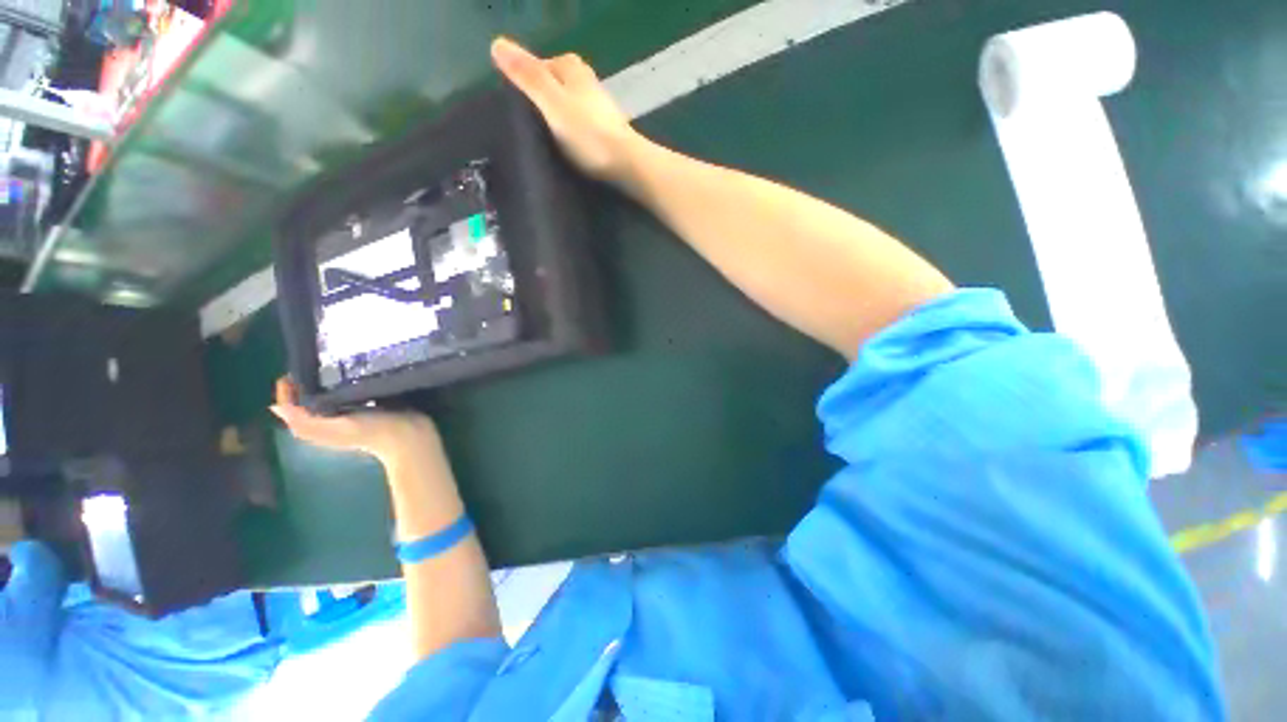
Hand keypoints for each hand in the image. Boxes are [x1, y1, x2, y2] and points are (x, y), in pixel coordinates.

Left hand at [269, 378, 441, 466]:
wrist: (409, 436)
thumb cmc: (371, 432)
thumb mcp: (334, 428)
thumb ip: (305, 421)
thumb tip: (276, 407)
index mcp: (319, 426)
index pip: (293, 408)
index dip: (287, 393)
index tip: (292, 372)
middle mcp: (332, 419)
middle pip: (310, 400)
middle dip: (305, 383)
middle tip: (310, 364)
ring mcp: (353, 412)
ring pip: (330, 394)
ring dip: (326, 381)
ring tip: (330, 363)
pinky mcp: (371, 405)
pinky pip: (352, 391)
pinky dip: (347, 382)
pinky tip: (354, 372)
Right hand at [491, 37, 642, 184]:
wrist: (626, 165)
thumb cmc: (587, 134)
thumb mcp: (551, 102)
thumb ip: (527, 76)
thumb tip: (496, 42)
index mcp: (572, 68)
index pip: (539, 65)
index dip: (525, 84)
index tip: (517, 109)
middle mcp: (588, 81)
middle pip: (555, 86)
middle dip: (542, 102)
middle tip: (530, 128)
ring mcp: (600, 107)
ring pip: (569, 107)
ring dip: (557, 120)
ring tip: (546, 142)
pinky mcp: (607, 131)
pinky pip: (580, 126)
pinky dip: (572, 134)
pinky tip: (568, 150)